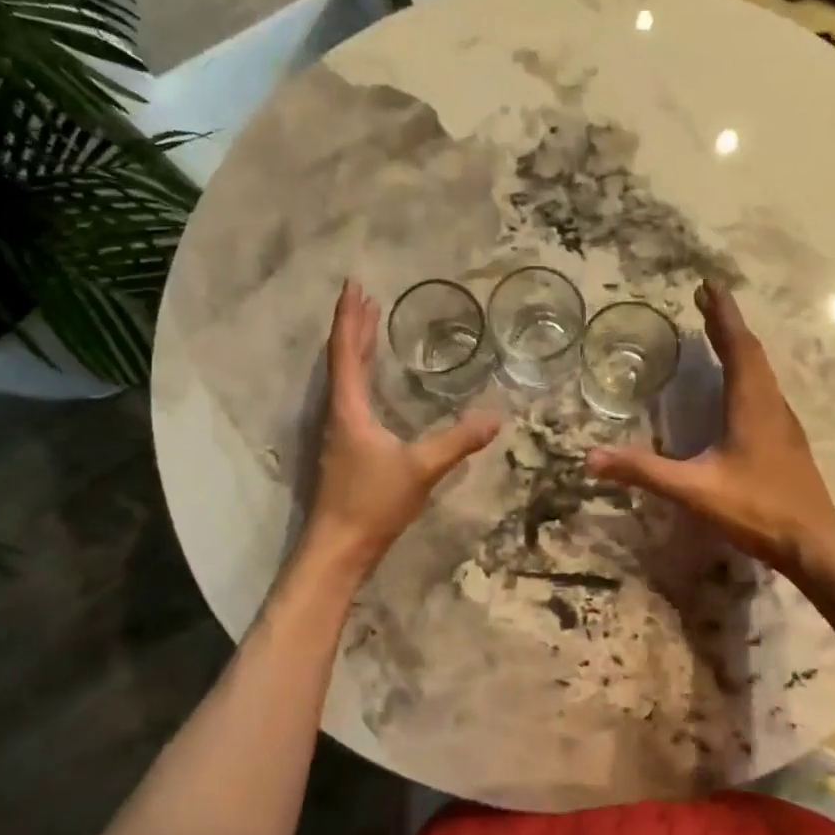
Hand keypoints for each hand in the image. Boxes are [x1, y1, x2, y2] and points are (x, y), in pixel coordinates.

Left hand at [303, 280, 500, 579]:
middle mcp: (338, 413)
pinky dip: (360, 373)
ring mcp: (339, 431)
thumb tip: (497, 416)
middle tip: (365, 296)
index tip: (353, 286)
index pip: (346, 352)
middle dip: (353, 326)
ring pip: (344, 377)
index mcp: (349, 409)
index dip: (349, 318)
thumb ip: (458, 441)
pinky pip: (351, 395)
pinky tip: (373, 380)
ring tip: (368, 324)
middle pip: (342, 359)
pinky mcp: (345, 447)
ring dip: (355, 348)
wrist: (339, 548)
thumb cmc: (373, 503)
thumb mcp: (422, 469)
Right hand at [585, 280, 834, 578]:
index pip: (737, 346)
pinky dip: (747, 371)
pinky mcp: (785, 440)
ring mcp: (782, 422)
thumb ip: (644, 471)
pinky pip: (764, 389)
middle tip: (706, 300)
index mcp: (751, 404)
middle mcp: (770, 404)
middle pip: (751, 352)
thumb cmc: (757, 509)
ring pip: (761, 371)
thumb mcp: (694, 490)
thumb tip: (592, 457)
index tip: (709, 286)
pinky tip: (737, 386)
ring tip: (718, 333)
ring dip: (739, 346)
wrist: (814, 543)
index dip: (722, 315)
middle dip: (727, 324)